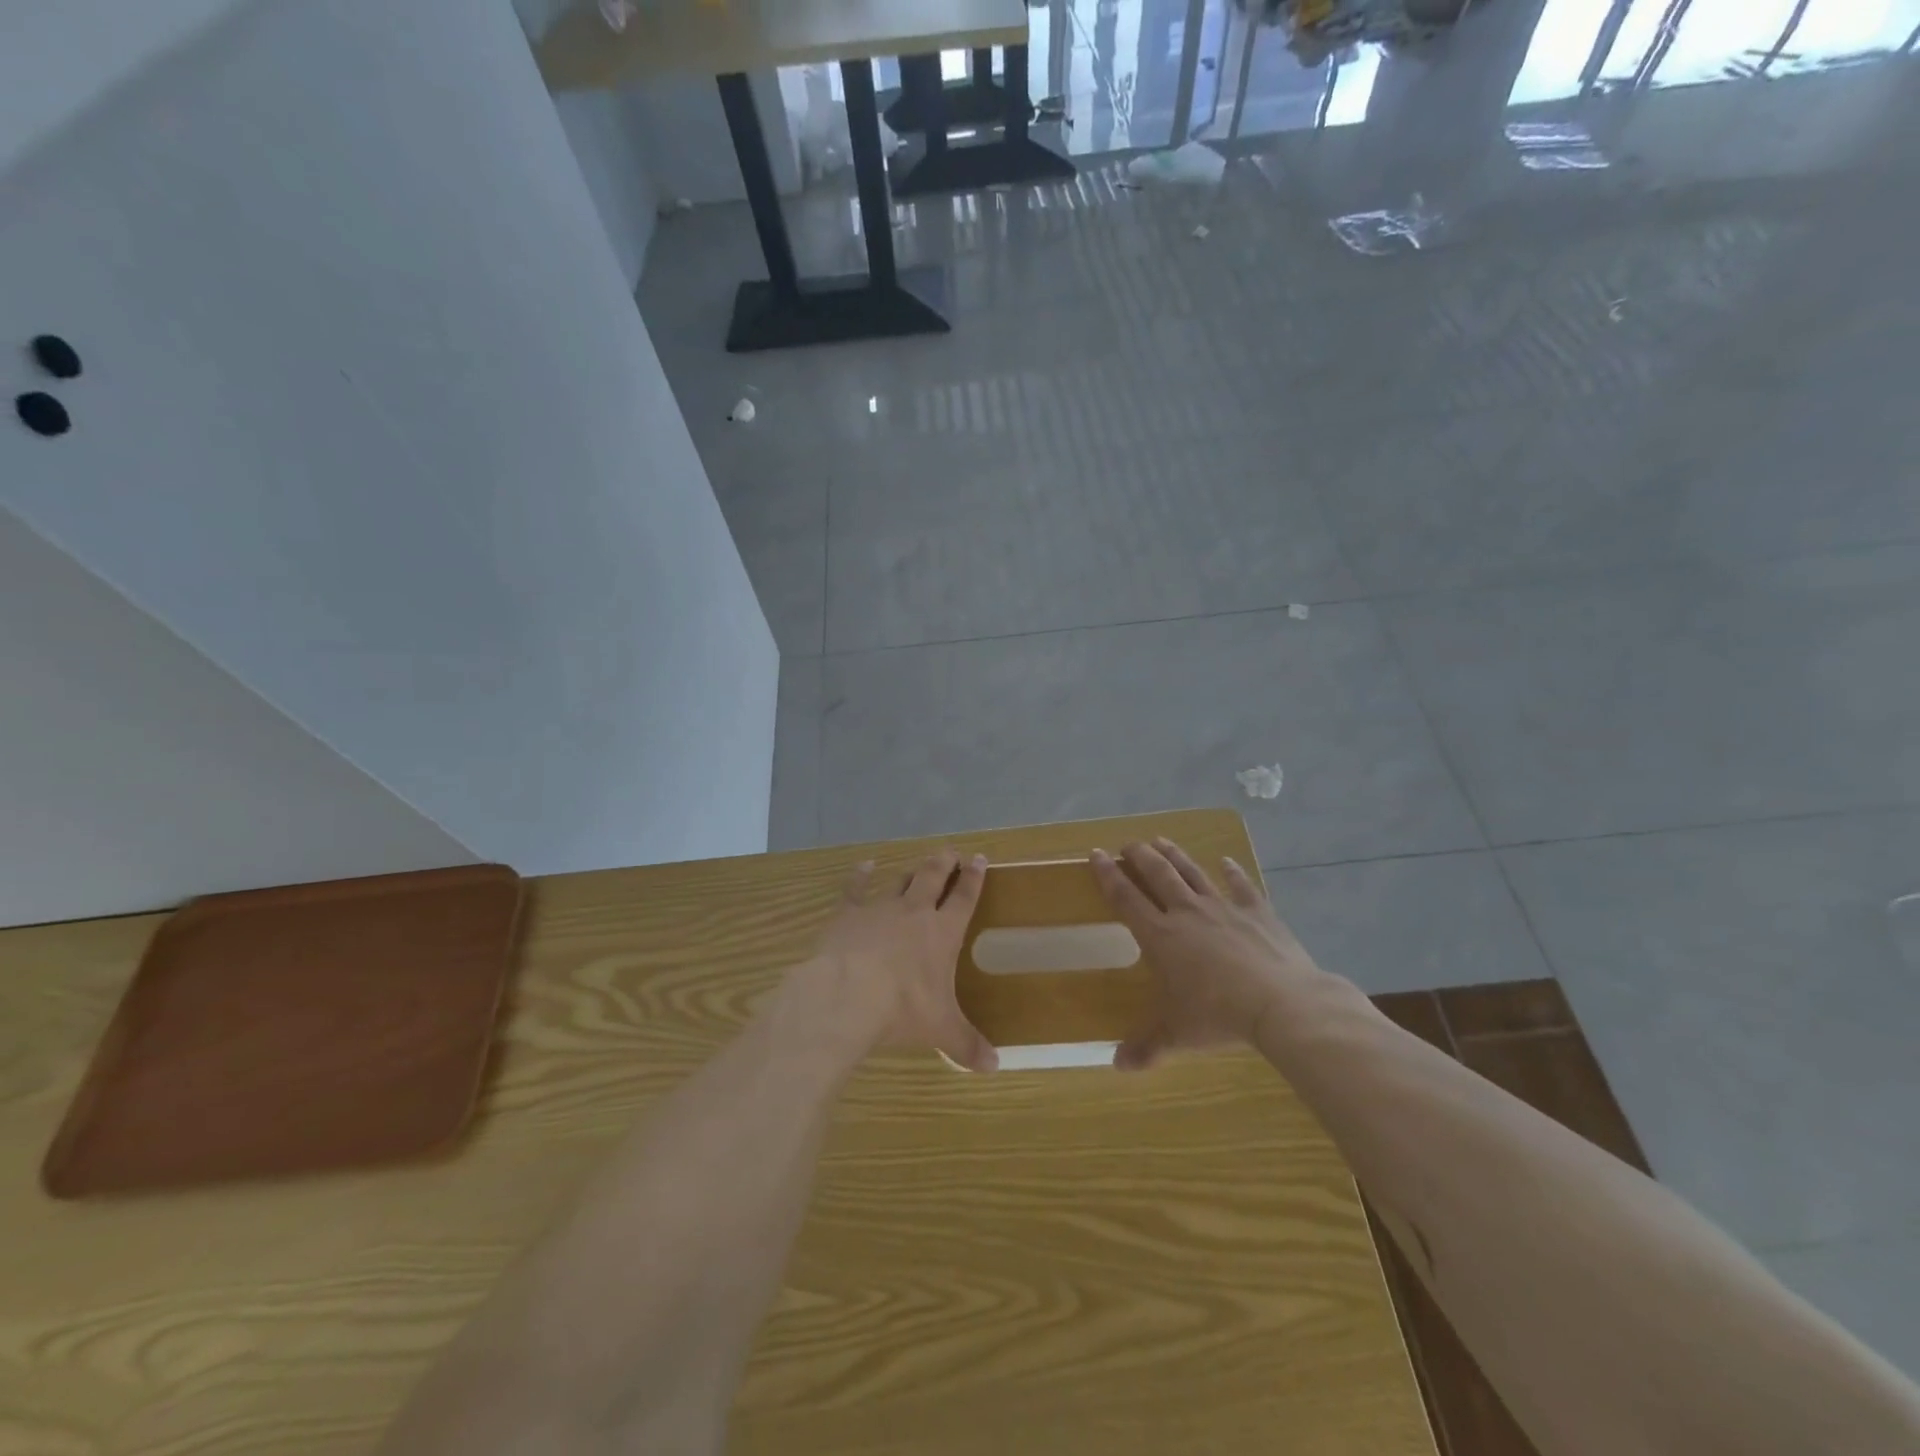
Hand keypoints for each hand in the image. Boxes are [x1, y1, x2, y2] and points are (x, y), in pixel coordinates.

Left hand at [785, 850, 997, 1072]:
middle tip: (951, 851)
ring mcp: (880, 908)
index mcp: (942, 933)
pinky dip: (860, 876)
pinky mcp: (848, 913)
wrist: (847, 995)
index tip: (980, 859)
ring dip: (911, 873)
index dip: (974, 879)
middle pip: (933, 877)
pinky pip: (856, 888)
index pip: (964, 898)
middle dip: (944, 863)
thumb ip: (967, 1044)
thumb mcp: (941, 1030)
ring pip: (900, 881)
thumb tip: (995, 1066)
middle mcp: (914, 912)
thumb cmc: (902, 1009)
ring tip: (918, 865)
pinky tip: (864, 866)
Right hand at [1091, 838, 1325, 1069]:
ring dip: (1175, 855)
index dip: (1108, 875)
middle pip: (1158, 874)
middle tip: (1128, 844)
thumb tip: (1116, 1065)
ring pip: (1192, 872)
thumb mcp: (1177, 1035)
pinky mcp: (1257, 911)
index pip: (1126, 898)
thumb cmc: (1218, 1016)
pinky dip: (1233, 872)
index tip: (1095, 855)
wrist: (1281, 1003)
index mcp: (1161, 936)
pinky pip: (1241, 885)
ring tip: (1161, 840)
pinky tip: (1227, 861)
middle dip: (1139, 856)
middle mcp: (1187, 913)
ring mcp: (1223, 908)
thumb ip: (1146, 1047)